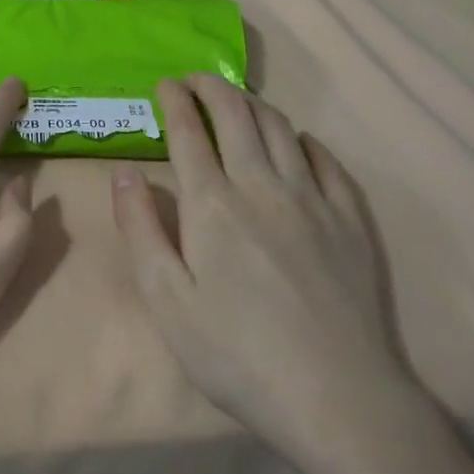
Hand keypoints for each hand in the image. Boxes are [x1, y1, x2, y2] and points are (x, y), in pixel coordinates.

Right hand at [112, 76, 432, 472]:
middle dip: (212, 87)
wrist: (334, 395)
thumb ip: (141, 229)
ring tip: (238, 102)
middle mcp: (263, 185)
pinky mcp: (350, 220)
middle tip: (195, 79)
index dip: (175, 101)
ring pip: (282, 130)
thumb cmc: (235, 353)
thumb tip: (124, 173)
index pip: (190, 133)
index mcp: (213, 205)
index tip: (164, 84)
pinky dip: (304, 141)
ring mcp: (313, 199)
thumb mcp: (166, 299)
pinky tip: (297, 144)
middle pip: (237, 116)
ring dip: (254, 105)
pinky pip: (327, 161)